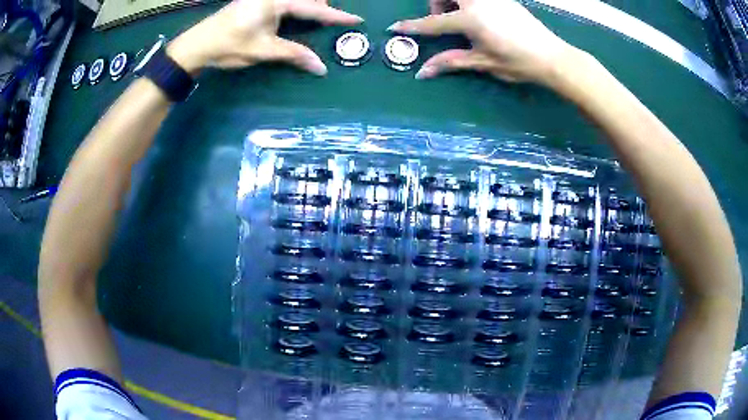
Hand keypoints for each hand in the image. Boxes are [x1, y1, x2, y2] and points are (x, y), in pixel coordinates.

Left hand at [167, 0, 361, 75]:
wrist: (197, 45)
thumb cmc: (229, 46)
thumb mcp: (264, 50)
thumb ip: (294, 54)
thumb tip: (321, 68)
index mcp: (276, 1)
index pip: (313, 7)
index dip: (335, 15)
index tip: (356, 19)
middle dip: (320, 6)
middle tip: (334, 17)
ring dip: (308, 5)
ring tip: (318, 14)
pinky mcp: (254, 1)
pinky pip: (282, 0)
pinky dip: (294, 6)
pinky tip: (295, 13)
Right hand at [389, 0, 575, 83]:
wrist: (552, 57)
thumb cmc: (518, 62)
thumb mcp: (482, 63)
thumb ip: (451, 62)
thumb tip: (422, 73)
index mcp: (470, 18)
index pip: (433, 23)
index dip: (412, 26)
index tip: (395, 27)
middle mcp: (477, 1)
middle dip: (436, 3)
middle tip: (443, 19)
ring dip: (451, 0)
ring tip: (461, 18)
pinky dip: (468, 2)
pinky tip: (479, 16)